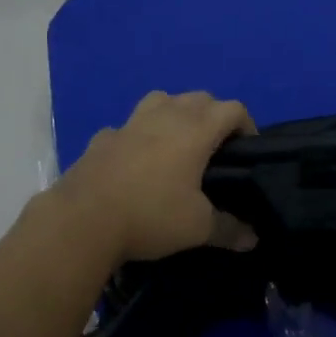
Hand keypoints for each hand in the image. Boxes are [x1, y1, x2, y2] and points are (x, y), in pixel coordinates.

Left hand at [59, 91, 258, 263]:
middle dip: (214, 115)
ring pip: (163, 99)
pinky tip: (135, 159)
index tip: (248, 150)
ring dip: (176, 112)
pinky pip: (129, 126)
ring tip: (177, 142)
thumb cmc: (150, 215)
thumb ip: (229, 229)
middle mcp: (167, 115)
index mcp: (196, 130)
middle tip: (217, 148)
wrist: (82, 220)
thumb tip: (253, 239)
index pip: (233, 109)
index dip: (247, 125)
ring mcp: (132, 122)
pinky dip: (138, 135)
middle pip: (200, 97)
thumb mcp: (197, 228)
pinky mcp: (104, 136)